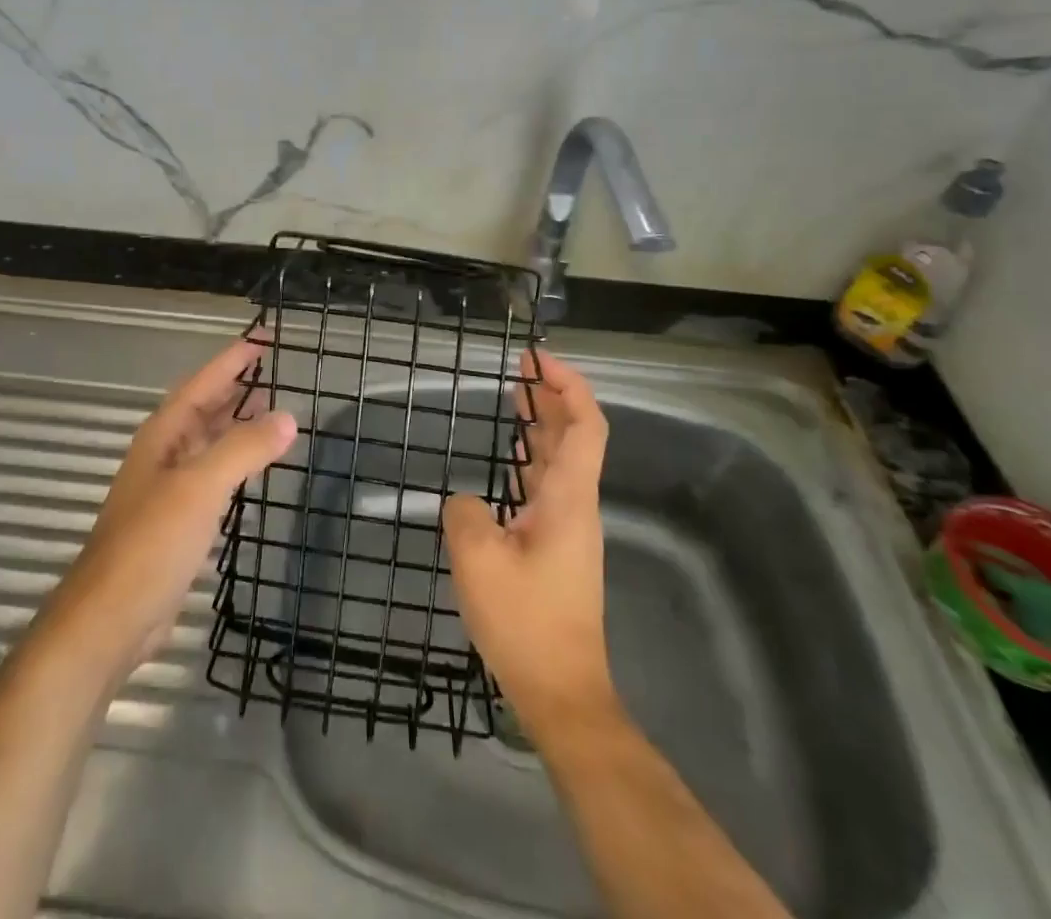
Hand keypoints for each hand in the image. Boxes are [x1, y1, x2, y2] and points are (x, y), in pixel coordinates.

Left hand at [29, 338, 295, 684]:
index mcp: (162, 436)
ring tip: (274, 413)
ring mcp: (168, 491)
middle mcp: (163, 456)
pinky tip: (253, 470)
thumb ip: (243, 449)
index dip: (230, 360)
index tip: (262, 340)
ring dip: (237, 425)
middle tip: (275, 372)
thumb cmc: (151, 544)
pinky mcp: (177, 524)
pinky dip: (236, 464)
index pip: (201, 384)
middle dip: (236, 388)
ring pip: (209, 444)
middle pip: (204, 410)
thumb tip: (288, 417)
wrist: (111, 621)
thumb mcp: (200, 487)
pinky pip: (212, 478)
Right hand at [443, 349, 618, 738]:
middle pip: (574, 436)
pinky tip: (509, 457)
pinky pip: (546, 485)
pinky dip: (529, 458)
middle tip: (521, 368)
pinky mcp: (556, 547)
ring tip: (514, 398)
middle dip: (551, 396)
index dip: (567, 385)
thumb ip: (466, 513)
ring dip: (541, 425)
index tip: (536, 360)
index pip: (585, 425)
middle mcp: (575, 505)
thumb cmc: (525, 621)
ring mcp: (568, 528)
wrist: (561, 690)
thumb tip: (466, 503)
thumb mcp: (478, 560)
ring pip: (560, 460)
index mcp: (568, 498)